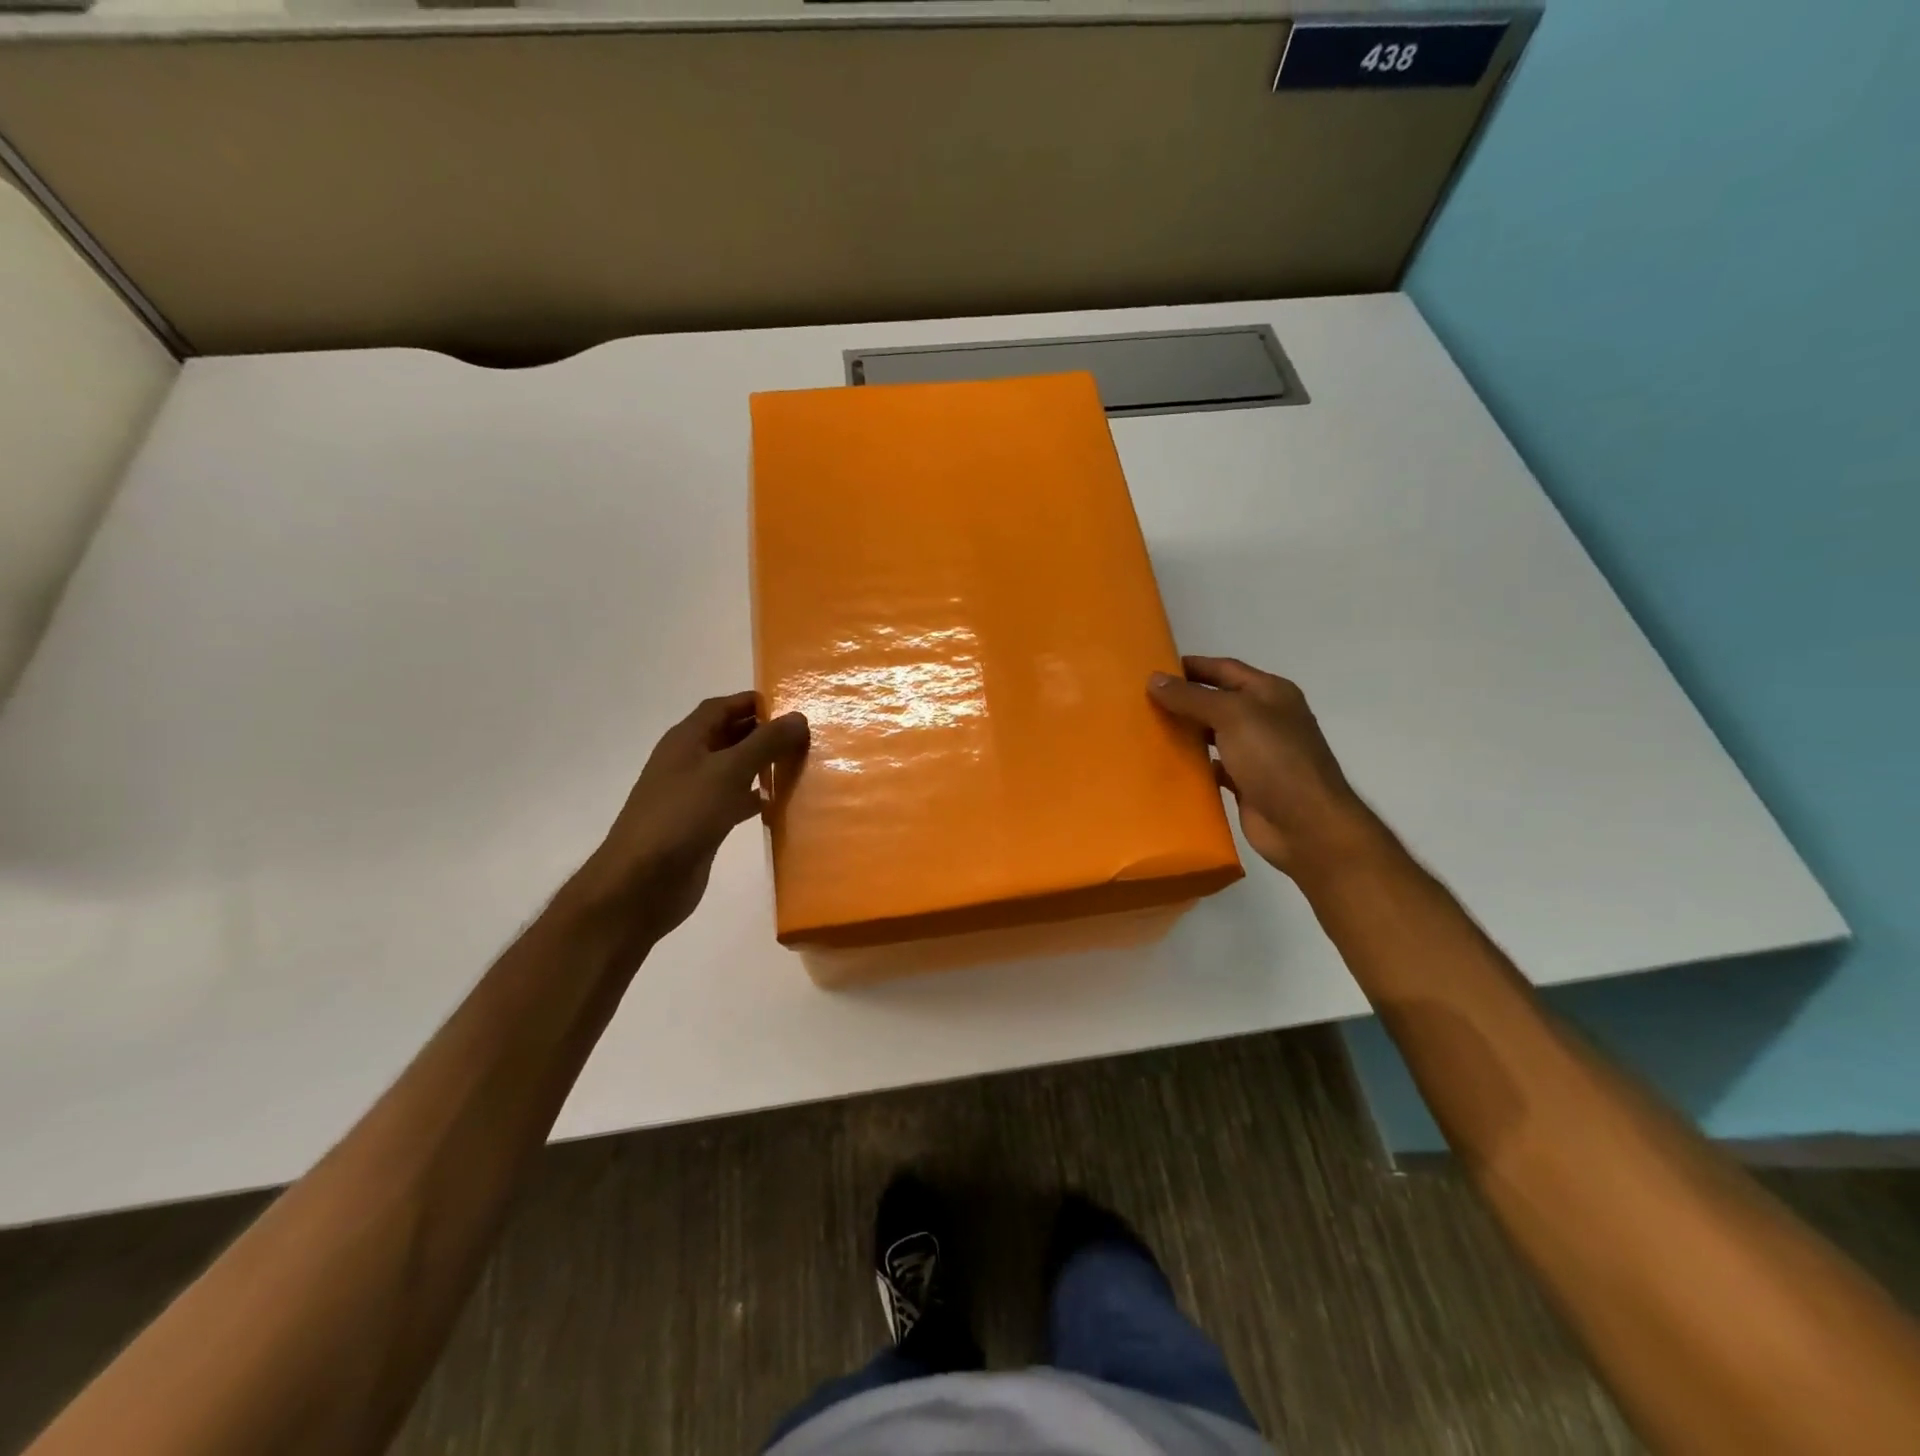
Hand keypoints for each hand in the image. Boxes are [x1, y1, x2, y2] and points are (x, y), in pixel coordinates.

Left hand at [567, 692, 808, 939]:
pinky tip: (778, 805)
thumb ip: (765, 743)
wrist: (642, 882)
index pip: (723, 707)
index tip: (793, 709)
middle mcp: (689, 761)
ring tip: (800, 766)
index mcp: (687, 739)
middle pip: (730, 736)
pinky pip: (733, 801)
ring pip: (734, 769)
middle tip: (806, 738)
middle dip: (764, 734)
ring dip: (763, 766)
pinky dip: (755, 798)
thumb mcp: (728, 772)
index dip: (754, 703)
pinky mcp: (702, 824)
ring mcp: (694, 794)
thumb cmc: (683, 816)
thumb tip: (798, 717)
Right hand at [1149, 656, 1377, 879]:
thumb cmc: (1274, 759)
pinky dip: (1193, 765)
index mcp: (1270, 693)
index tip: (1154, 669)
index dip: (1192, 666)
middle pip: (1217, 701)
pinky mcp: (1246, 784)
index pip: (1225, 669)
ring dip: (1185, 732)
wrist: (1305, 824)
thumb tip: (1154, 678)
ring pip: (1213, 735)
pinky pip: (1213, 768)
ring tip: (1147, 730)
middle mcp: (1265, 719)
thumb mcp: (1232, 716)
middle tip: (1142, 701)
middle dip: (1184, 699)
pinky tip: (1166, 764)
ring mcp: (1257, 753)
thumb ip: (1192, 697)